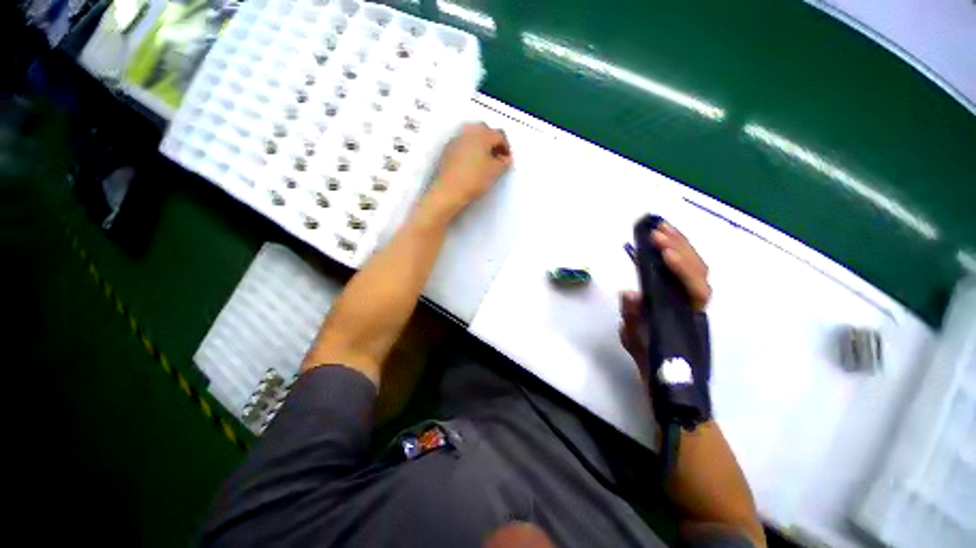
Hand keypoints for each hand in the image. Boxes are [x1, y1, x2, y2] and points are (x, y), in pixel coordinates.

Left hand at [427, 123, 511, 215]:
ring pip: (472, 136)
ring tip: (484, 161)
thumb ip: (504, 162)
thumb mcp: (495, 172)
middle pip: (484, 131)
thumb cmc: (474, 179)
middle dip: (492, 142)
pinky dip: (469, 150)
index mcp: (482, 135)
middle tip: (497, 157)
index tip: (507, 160)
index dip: (506, 147)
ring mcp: (456, 140)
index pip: (499, 135)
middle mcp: (468, 133)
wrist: (449, 191)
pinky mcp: (447, 150)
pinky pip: (462, 145)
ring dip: (480, 145)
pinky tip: (471, 164)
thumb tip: (505, 158)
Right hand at [619, 222, 710, 373]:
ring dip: (680, 243)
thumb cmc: (651, 357)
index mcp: (688, 314)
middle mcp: (695, 302)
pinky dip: (677, 250)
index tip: (662, 251)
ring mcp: (690, 296)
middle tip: (656, 231)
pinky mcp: (682, 291)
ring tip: (660, 226)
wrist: (665, 371)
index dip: (682, 268)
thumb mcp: (635, 339)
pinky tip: (665, 239)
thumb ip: (633, 318)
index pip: (695, 288)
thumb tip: (630, 292)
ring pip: (696, 266)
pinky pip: (685, 268)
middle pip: (699, 269)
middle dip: (679, 247)